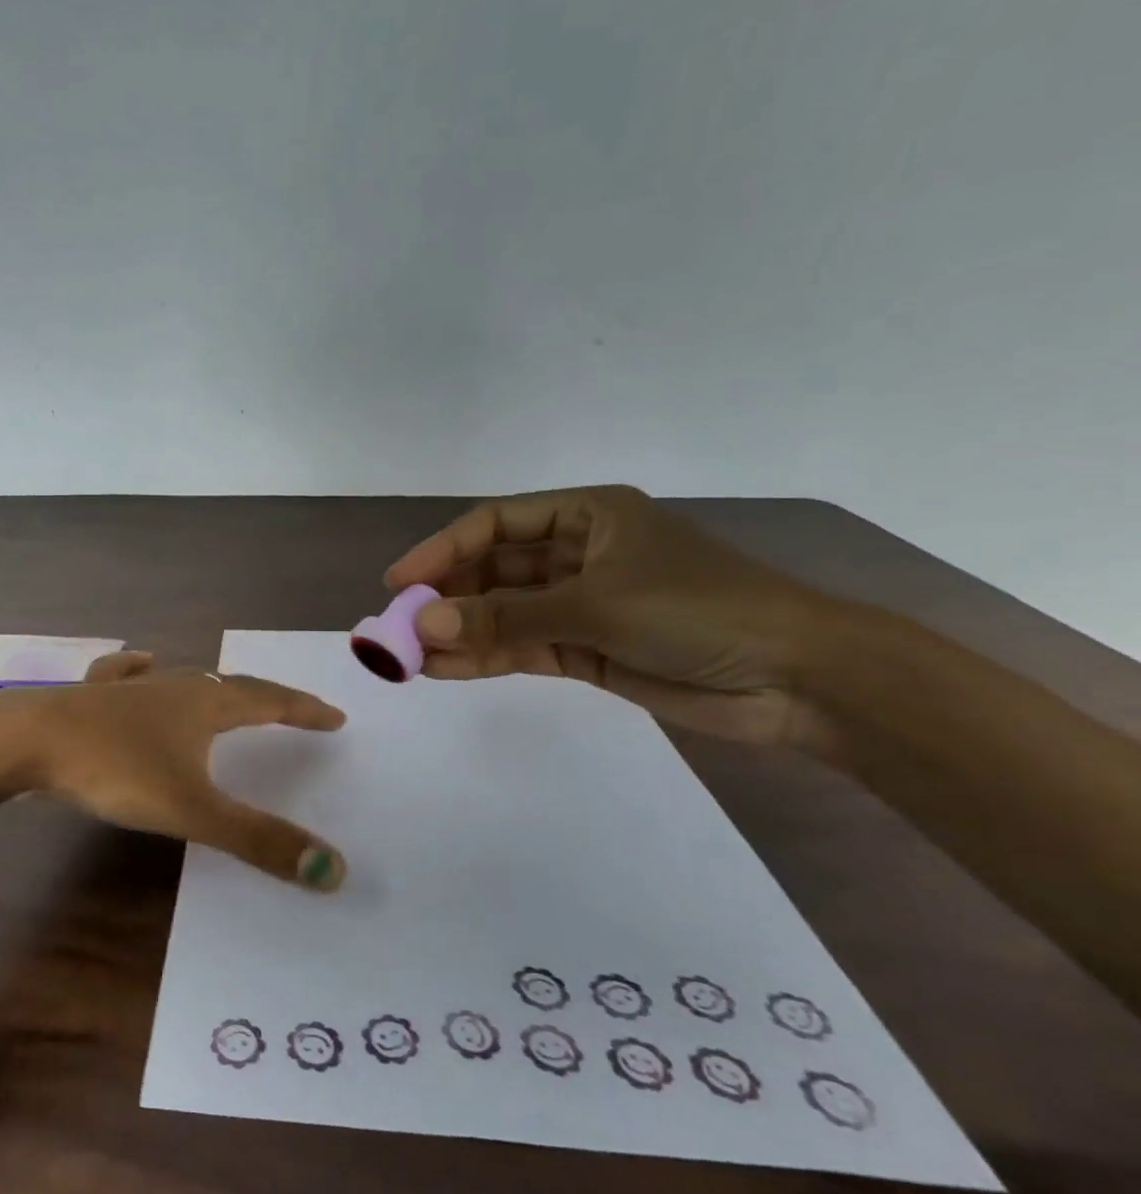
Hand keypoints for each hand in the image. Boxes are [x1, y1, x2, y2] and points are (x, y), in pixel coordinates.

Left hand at [0, 652, 349, 890]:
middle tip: (289, 710)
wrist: (25, 740)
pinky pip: (125, 675)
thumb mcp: (191, 809)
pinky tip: (139, 664)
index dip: (304, 710)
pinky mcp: (91, 695)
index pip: (270, 702)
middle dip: (265, 699)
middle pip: (230, 686)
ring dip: (210, 687)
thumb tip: (333, 869)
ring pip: (181, 679)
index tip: (335, 716)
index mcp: (205, 704)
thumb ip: (258, 840)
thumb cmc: (115, 769)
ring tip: (225, 693)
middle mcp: (172, 685)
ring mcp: (128, 686)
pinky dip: (141, 671)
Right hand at [384, 486, 840, 747]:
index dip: (442, 549)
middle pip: (493, 569)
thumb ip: (506, 616)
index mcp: (587, 515)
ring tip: (409, 655)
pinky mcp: (585, 649)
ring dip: (459, 631)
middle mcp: (577, 554)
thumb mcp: (596, 604)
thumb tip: (425, 625)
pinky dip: (484, 657)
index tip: (399, 582)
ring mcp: (579, 604)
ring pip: (502, 613)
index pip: (496, 524)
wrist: (795, 678)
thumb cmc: (699, 610)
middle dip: (446, 596)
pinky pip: (521, 647)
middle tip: (398, 626)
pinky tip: (443, 669)